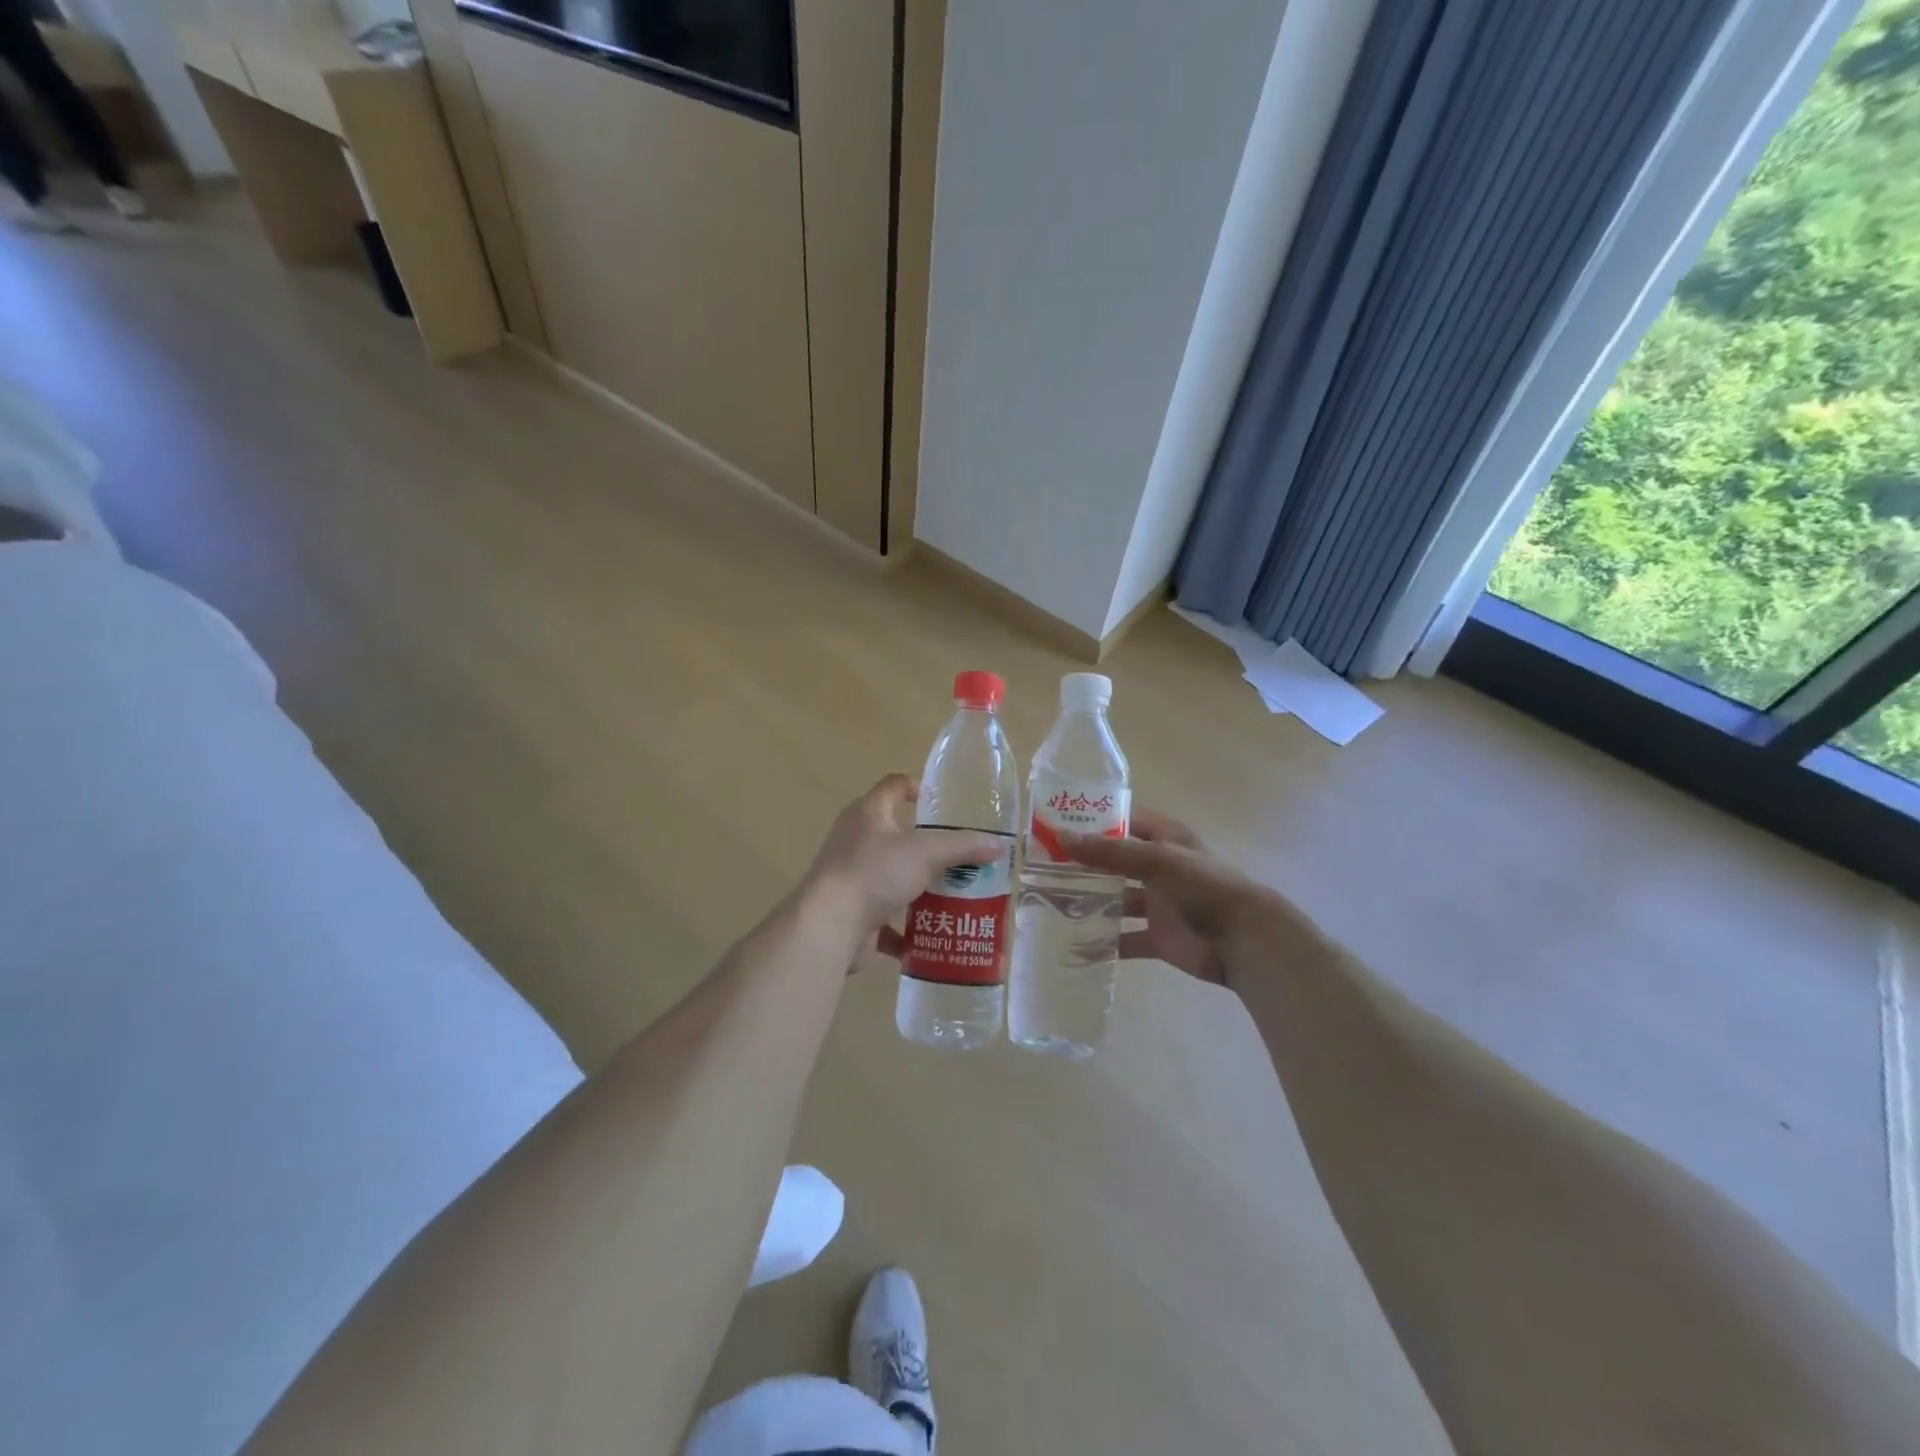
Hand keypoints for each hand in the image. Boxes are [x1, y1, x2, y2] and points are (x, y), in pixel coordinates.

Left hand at [804, 775, 1005, 945]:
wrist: (829, 925)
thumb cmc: (875, 873)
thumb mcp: (927, 852)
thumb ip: (963, 847)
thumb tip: (999, 845)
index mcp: (868, 813)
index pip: (893, 786)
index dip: (916, 787)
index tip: (941, 802)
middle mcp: (855, 839)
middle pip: (894, 834)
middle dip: (926, 846)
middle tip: (959, 856)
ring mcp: (850, 876)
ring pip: (890, 876)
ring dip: (917, 887)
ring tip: (951, 896)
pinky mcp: (850, 911)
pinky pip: (883, 916)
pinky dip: (903, 928)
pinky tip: (928, 936)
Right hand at [1059, 809, 1285, 986]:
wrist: (1244, 941)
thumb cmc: (1203, 887)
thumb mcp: (1156, 860)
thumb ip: (1109, 852)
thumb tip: (1061, 838)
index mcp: (1165, 839)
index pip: (1123, 821)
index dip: (1092, 821)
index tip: (1055, 823)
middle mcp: (1159, 867)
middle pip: (1114, 861)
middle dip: (1083, 864)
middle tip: (1041, 866)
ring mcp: (1159, 903)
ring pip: (1117, 899)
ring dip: (1090, 902)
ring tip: (1050, 903)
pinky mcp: (1159, 937)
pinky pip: (1125, 939)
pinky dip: (1104, 943)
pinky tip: (1075, 945)